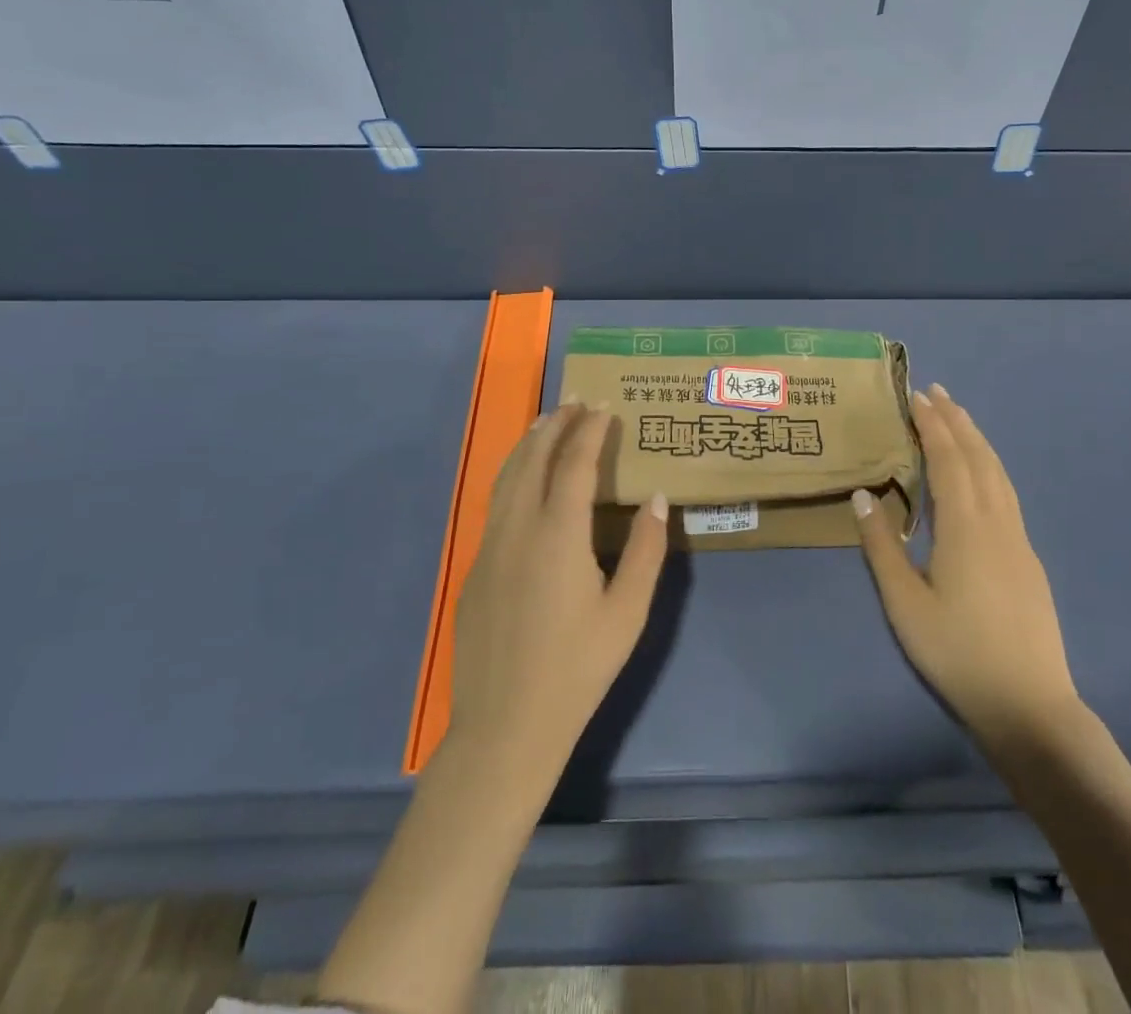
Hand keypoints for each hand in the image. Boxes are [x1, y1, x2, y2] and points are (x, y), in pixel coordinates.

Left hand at [446, 403, 669, 789]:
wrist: (505, 727)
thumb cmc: (577, 670)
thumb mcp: (628, 613)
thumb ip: (645, 550)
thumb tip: (656, 498)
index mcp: (558, 535)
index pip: (574, 463)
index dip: (590, 431)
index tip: (603, 407)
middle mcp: (518, 529)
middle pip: (533, 459)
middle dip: (555, 425)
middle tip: (575, 402)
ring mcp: (489, 548)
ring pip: (507, 478)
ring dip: (528, 445)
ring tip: (546, 423)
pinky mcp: (474, 570)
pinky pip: (495, 505)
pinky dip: (513, 476)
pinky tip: (524, 481)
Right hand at [855, 383, 1078, 743]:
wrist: (1030, 706)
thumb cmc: (958, 653)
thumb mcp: (905, 604)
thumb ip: (882, 547)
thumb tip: (863, 496)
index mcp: (966, 527)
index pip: (949, 460)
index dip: (933, 425)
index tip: (917, 396)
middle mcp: (997, 522)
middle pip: (980, 458)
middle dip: (958, 421)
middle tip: (937, 392)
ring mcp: (1019, 540)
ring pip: (999, 474)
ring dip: (977, 440)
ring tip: (959, 419)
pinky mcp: (1028, 559)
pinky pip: (1007, 494)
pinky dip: (990, 467)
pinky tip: (981, 475)